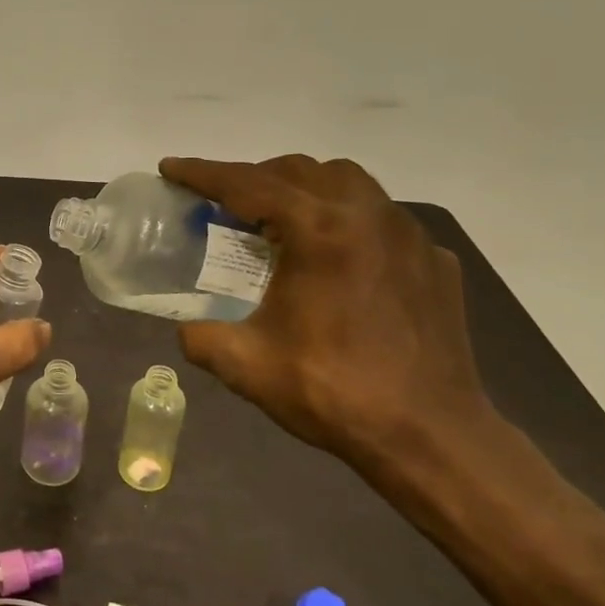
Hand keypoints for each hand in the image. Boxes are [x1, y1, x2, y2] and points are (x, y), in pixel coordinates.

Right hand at [160, 155, 497, 469]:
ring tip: (281, 219)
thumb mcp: (246, 366)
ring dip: (305, 188)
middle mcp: (367, 216)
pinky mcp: (434, 260)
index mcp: (318, 231)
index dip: (202, 173)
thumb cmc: (334, 393)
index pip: (247, 184)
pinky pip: (382, 218)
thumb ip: (201, 337)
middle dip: (254, 176)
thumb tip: (187, 328)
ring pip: (347, 182)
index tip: (170, 168)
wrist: (431, 437)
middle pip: (299, 170)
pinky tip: (338, 258)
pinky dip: (348, 220)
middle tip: (224, 203)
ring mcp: (408, 235)